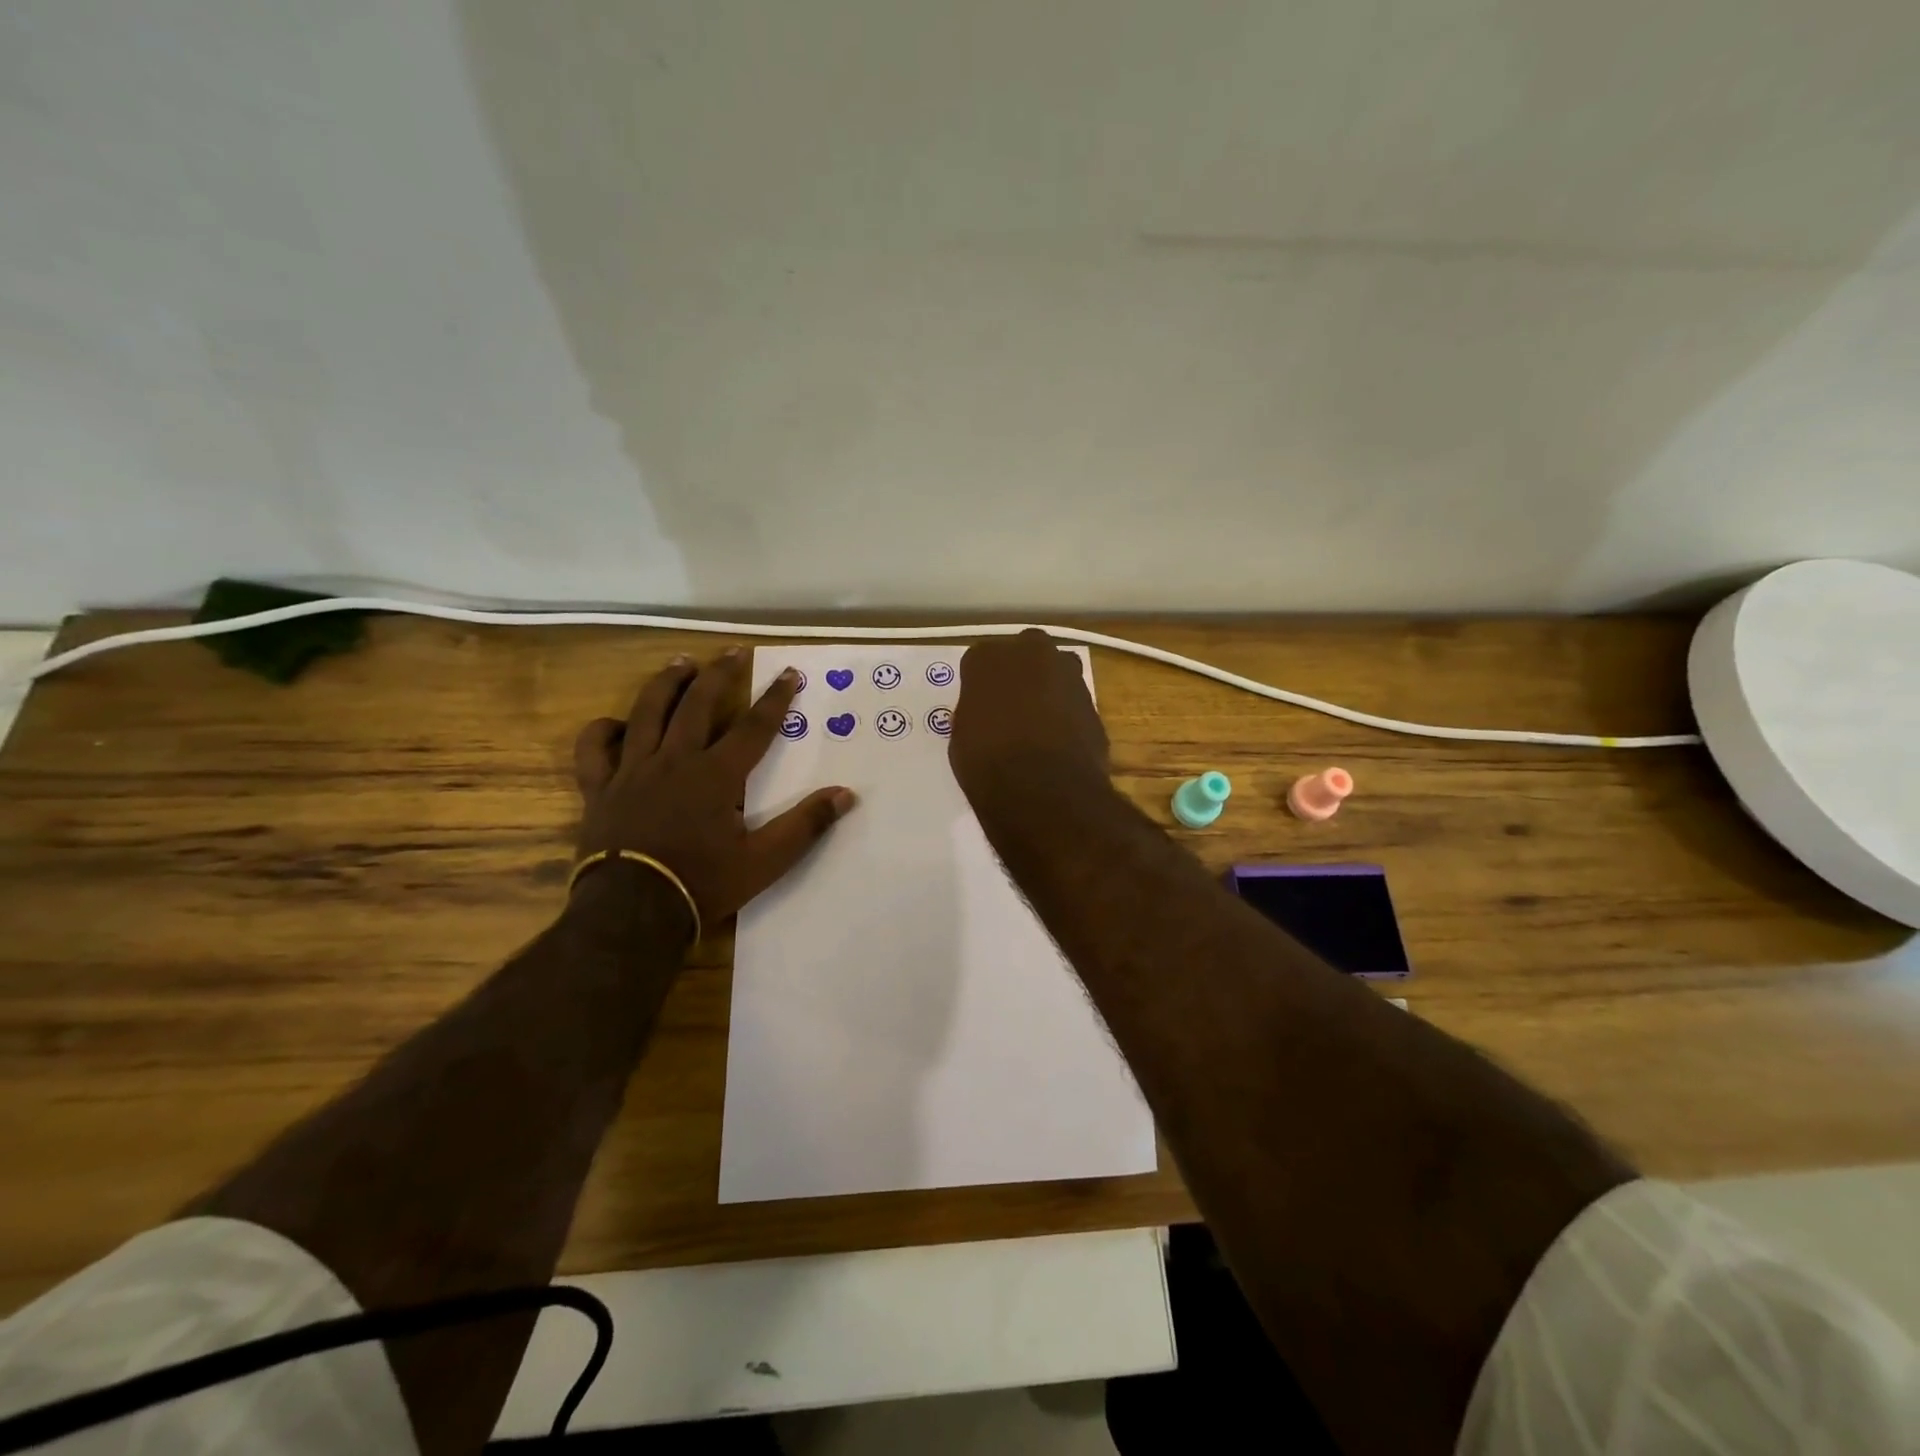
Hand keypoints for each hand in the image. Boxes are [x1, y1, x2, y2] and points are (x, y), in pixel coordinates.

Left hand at [572, 650, 856, 925]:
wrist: (631, 913)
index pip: (754, 727)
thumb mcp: (764, 862)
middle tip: (732, 651)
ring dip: (666, 684)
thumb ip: (805, 826)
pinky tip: (616, 724)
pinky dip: (602, 730)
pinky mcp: (600, 789)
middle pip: (698, 704)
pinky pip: (594, 749)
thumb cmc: (702, 884)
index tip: (789, 672)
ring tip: (681, 662)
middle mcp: (675, 760)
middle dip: (719, 674)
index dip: (775, 698)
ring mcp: (632, 771)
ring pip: (647, 712)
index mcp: (716, 775)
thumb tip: (845, 795)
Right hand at [949, 630, 1108, 802]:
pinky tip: (1058, 741)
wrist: (1043, 788)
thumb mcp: (962, 736)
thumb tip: (986, 716)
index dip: (980, 686)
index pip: (979, 662)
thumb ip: (976, 712)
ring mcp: (1068, 673)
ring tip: (1037, 725)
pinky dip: (1068, 714)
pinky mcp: (1093, 699)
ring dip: (1048, 689)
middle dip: (1019, 674)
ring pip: (1055, 672)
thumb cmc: (987, 762)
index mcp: (988, 657)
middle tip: (1010, 708)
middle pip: (1024, 654)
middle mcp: (1030, 652)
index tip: (979, 707)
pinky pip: (1073, 701)